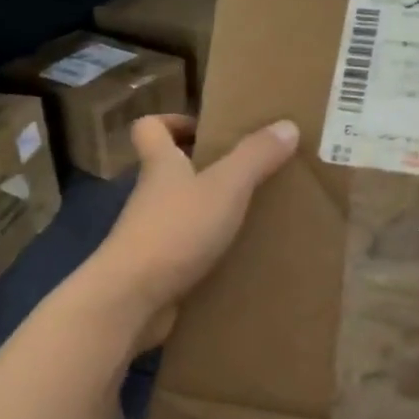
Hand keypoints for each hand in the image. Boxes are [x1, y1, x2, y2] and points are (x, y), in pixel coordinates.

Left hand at [82, 114, 298, 350]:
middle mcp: (149, 197)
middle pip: (168, 172)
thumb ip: (254, 157)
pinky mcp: (155, 270)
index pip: (150, 128)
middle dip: (202, 170)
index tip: (204, 128)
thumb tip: (286, 124)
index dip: (172, 121)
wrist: (133, 298)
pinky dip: (208, 254)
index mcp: (160, 166)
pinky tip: (240, 260)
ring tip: (254, 218)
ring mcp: (149, 235)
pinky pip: (185, 253)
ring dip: (209, 214)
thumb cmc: (176, 231)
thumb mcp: (224, 188)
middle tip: (248, 175)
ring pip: (179, 214)